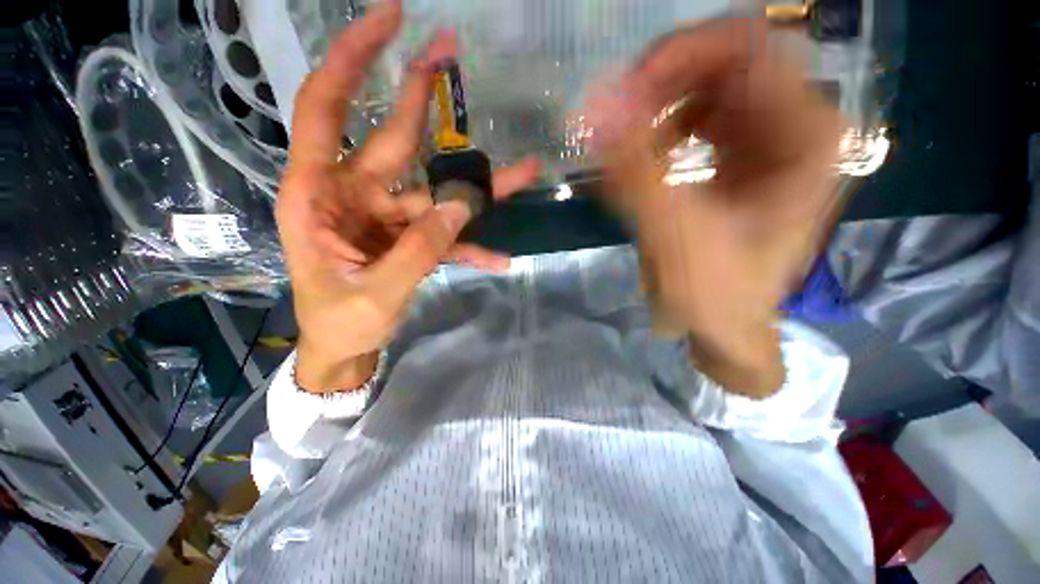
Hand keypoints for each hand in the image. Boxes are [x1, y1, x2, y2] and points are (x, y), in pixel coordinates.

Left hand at [278, 1, 538, 392]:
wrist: (344, 349)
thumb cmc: (340, 324)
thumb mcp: (374, 294)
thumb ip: (418, 251)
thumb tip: (462, 207)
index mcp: (320, 195)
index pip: (327, 108)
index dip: (352, 60)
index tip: (390, 20)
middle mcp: (355, 195)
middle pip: (395, 137)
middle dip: (422, 95)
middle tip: (451, 49)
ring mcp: (389, 217)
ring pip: (437, 189)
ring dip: (479, 185)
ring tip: (526, 170)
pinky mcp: (411, 238)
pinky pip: (447, 234)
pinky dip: (472, 245)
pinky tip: (499, 258)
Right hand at [589, 19, 843, 396]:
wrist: (726, 325)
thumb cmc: (715, 291)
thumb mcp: (673, 233)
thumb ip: (635, 168)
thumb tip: (596, 105)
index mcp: (806, 134)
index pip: (745, 47)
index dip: (678, 54)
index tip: (624, 91)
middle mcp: (796, 123)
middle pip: (723, 61)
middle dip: (660, 82)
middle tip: (614, 117)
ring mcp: (768, 138)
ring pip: (707, 86)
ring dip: (657, 106)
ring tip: (624, 142)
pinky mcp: (741, 156)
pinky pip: (699, 117)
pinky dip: (662, 128)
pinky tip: (644, 157)